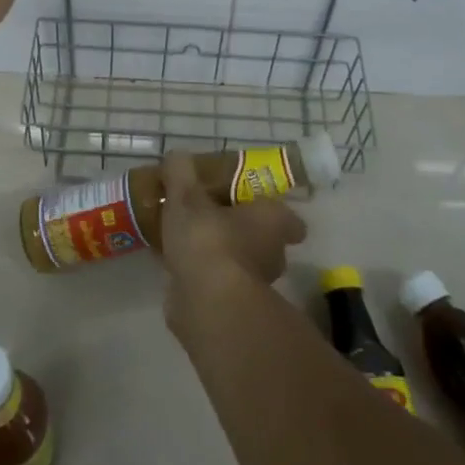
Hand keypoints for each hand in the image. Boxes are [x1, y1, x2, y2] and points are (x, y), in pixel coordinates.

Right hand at [159, 151, 306, 318]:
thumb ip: (181, 172)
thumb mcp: (186, 195)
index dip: (272, 211)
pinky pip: (218, 283)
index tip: (247, 202)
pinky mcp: (232, 307)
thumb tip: (177, 157)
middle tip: (208, 215)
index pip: (290, 219)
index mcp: (273, 222)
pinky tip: (175, 264)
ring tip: (186, 238)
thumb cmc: (207, 239)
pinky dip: (202, 275)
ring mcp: (255, 285)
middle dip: (239, 229)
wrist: (207, 304)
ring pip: (240, 262)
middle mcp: (272, 254)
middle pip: (263, 239)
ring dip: (219, 253)